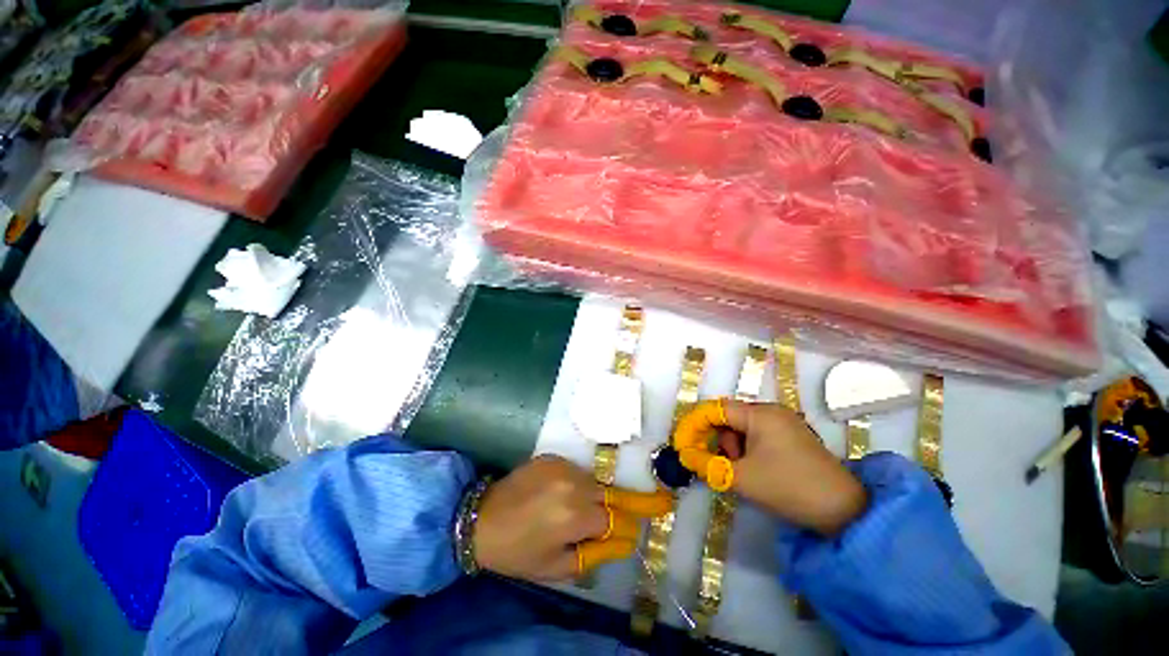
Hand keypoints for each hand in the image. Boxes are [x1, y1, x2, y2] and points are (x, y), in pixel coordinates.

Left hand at [473, 455, 672, 581]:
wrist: (481, 518)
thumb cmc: (518, 552)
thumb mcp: (557, 566)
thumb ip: (595, 552)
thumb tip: (624, 539)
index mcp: (575, 516)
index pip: (617, 519)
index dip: (630, 525)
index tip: (647, 524)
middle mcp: (574, 484)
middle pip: (613, 493)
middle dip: (634, 501)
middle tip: (662, 499)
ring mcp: (563, 466)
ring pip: (595, 482)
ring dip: (599, 496)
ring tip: (588, 510)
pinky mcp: (552, 457)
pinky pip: (577, 472)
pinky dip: (579, 484)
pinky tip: (564, 496)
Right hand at [691, 400, 866, 535]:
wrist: (846, 512)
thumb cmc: (789, 487)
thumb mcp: (742, 478)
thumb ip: (707, 464)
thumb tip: (685, 456)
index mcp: (760, 414)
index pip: (716, 409)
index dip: (695, 424)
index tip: (683, 443)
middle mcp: (772, 412)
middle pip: (730, 418)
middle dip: (720, 442)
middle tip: (723, 466)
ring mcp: (785, 424)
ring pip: (743, 429)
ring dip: (735, 449)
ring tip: (745, 473)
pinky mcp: (793, 438)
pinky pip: (759, 437)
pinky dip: (749, 452)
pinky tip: (757, 471)